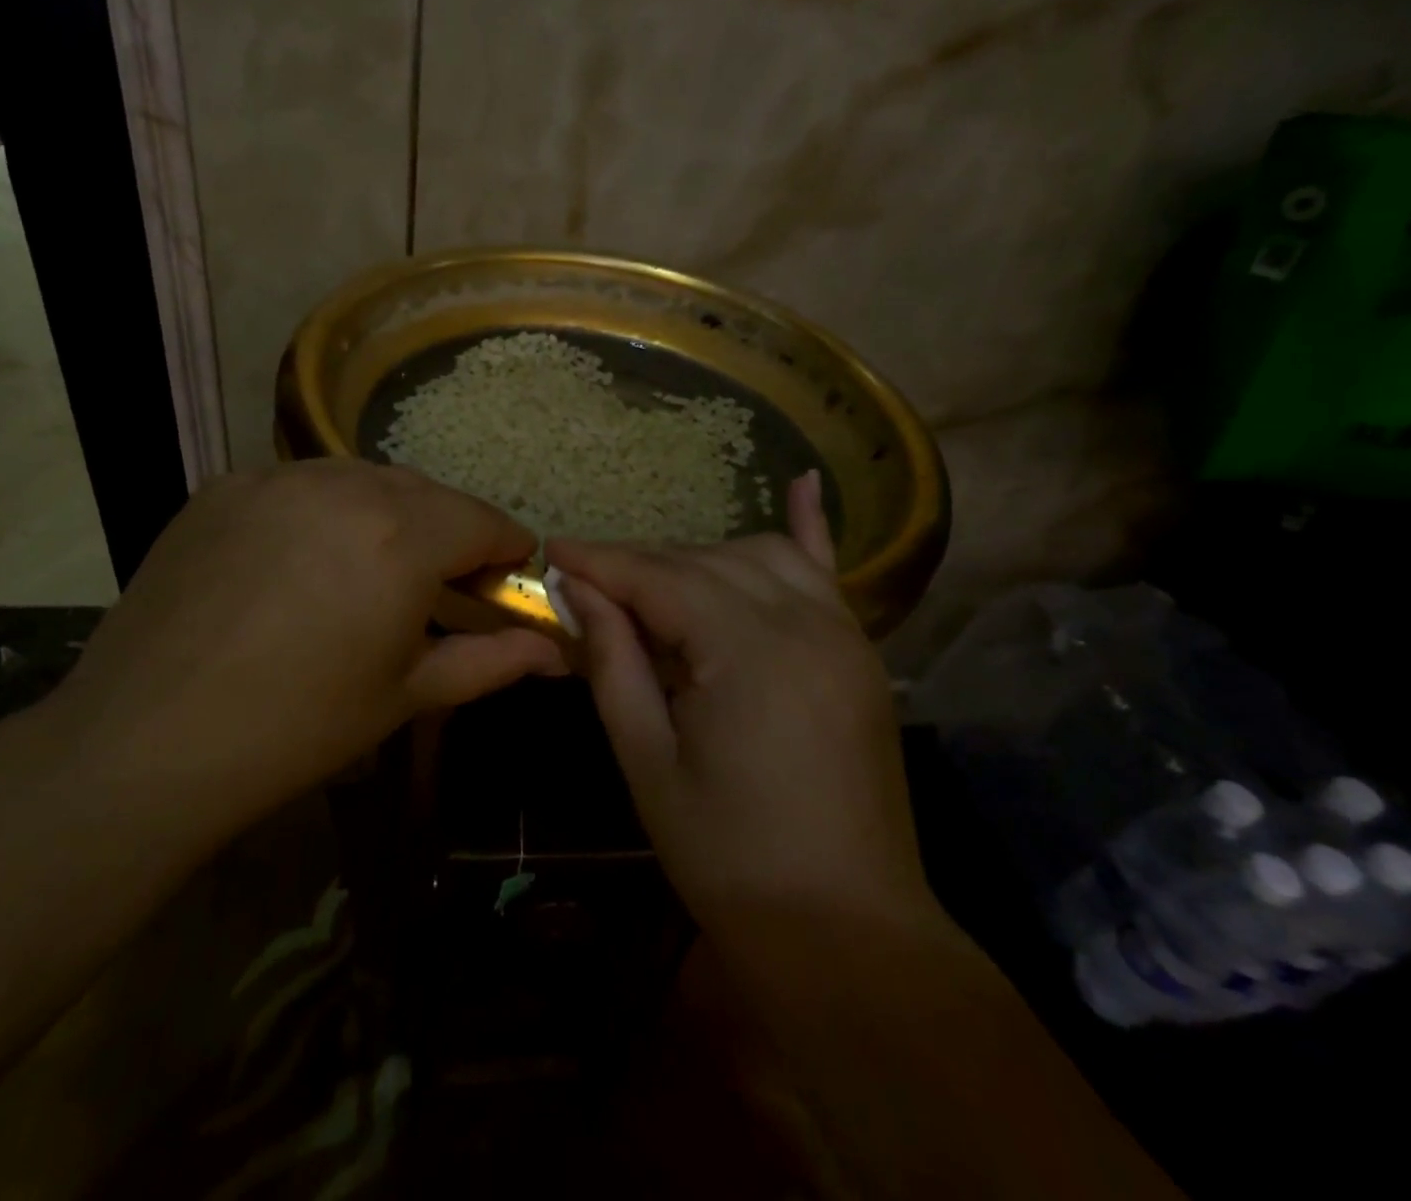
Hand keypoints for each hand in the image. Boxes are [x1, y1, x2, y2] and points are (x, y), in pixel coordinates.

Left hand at [50, 460, 564, 823]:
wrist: (145, 742)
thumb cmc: (298, 728)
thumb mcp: (407, 695)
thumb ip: (492, 661)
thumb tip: (556, 653)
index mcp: (403, 537)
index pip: (484, 520)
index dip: (506, 548)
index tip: (507, 577)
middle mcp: (346, 486)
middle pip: (426, 493)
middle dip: (449, 530)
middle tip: (441, 583)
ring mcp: (277, 478)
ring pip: (362, 479)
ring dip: (387, 514)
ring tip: (371, 568)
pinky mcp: (224, 487)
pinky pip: (299, 485)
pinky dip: (323, 511)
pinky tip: (303, 560)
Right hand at [547, 473, 940, 939]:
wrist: (846, 929)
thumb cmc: (729, 855)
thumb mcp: (648, 760)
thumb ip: (614, 661)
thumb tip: (578, 590)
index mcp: (748, 652)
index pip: (659, 579)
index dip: (601, 561)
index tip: (551, 549)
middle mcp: (803, 622)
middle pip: (703, 562)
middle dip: (639, 563)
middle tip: (587, 582)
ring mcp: (842, 632)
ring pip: (756, 556)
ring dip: (697, 558)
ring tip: (652, 585)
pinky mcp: (859, 652)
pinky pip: (829, 572)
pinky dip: (807, 527)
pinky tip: (800, 481)